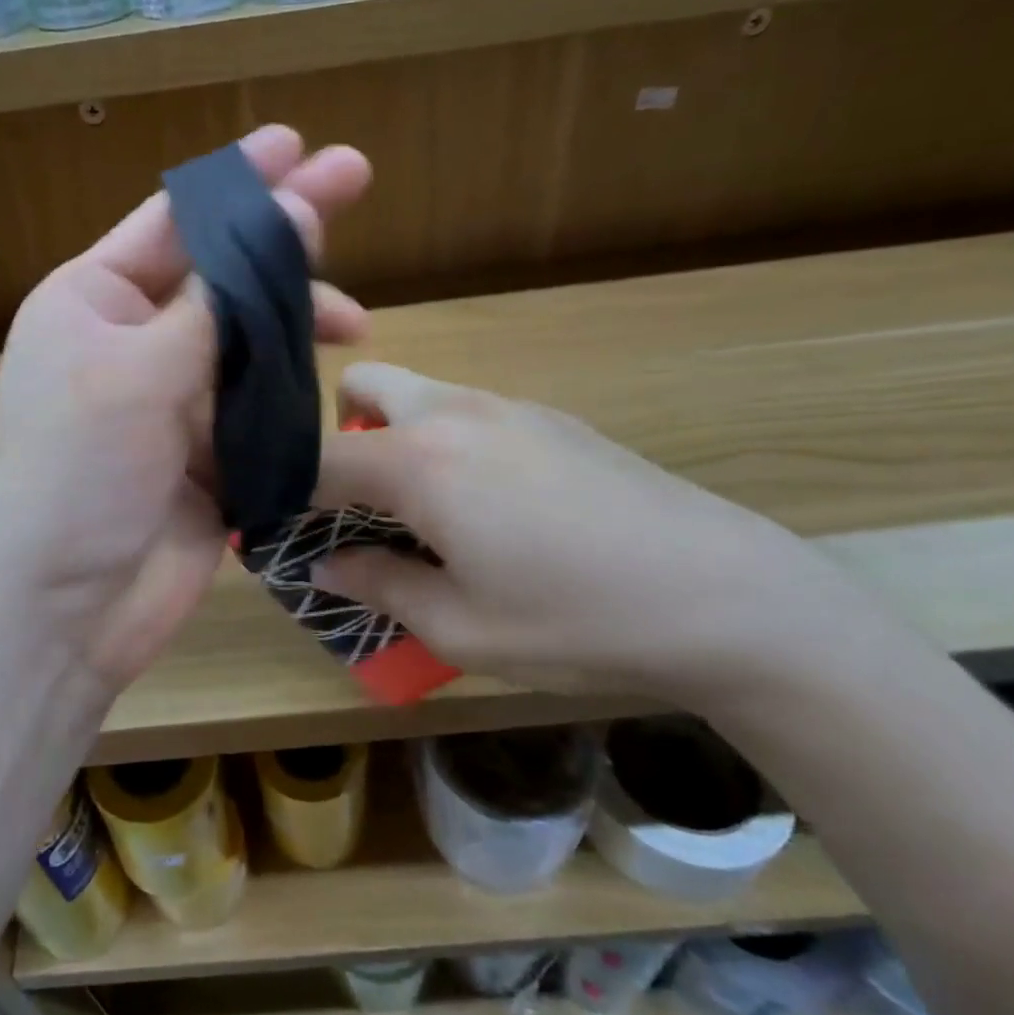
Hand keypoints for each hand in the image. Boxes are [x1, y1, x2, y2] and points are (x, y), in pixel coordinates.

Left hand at [0, 126, 371, 691]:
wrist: (62, 610)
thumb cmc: (78, 476)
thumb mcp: (139, 372)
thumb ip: (221, 301)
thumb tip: (288, 216)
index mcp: (94, 301)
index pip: (175, 221)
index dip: (237, 180)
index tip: (297, 143)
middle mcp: (133, 341)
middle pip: (222, 274)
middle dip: (286, 236)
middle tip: (356, 181)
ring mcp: (172, 400)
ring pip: (250, 341)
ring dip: (298, 325)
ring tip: (358, 321)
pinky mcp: (206, 455)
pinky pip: (260, 406)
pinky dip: (294, 393)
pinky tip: (335, 382)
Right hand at [311, 363, 902, 710]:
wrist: (727, 596)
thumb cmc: (575, 620)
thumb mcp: (459, 627)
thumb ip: (378, 585)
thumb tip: (326, 566)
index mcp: (419, 460)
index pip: (314, 458)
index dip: (286, 493)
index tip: (287, 531)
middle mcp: (454, 412)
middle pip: (360, 387)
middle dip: (339, 436)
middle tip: (362, 504)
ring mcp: (509, 406)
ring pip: (417, 394)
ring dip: (395, 438)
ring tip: (430, 513)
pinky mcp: (552, 417)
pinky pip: (468, 411)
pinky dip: (447, 443)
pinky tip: (498, 509)